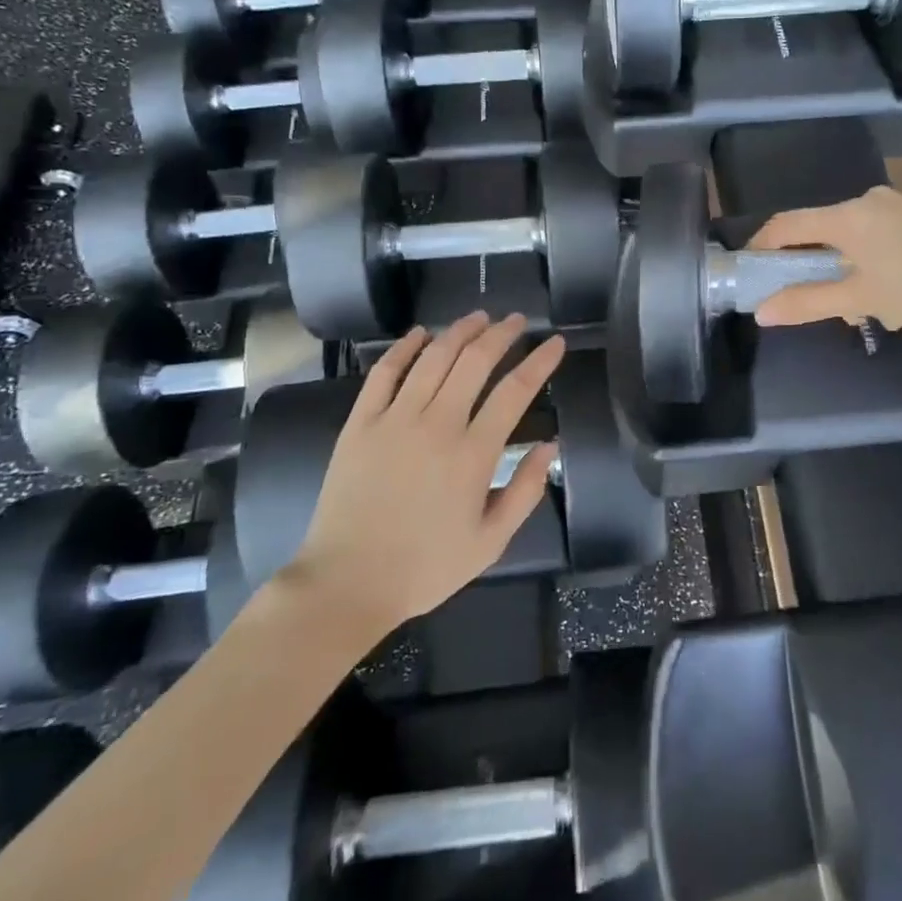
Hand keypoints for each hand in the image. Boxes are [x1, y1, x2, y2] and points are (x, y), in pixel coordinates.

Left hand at [290, 313, 565, 637]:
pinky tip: (420, 333)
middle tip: (515, 321)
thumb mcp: (490, 542)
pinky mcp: (360, 423)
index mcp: (473, 453)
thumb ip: (525, 491)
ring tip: (478, 317)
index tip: (554, 342)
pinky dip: (404, 348)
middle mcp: (437, 424)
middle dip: (500, 334)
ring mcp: (394, 419)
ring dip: (459, 331)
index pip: (515, 391)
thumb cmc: (425, 567)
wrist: (347, 583)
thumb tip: (549, 445)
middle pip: (475, 361)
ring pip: (433, 358)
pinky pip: (384, 373)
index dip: (540, 361)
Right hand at [747, 186, 901, 335]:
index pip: (788, 224)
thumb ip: (808, 303)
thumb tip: (762, 312)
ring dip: (855, 271)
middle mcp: (870, 201)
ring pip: (860, 237)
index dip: (763, 245)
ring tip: (877, 310)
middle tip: (830, 305)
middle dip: (821, 270)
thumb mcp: (862, 299)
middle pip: (826, 232)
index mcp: (847, 217)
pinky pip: (888, 235)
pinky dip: (881, 261)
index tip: (752, 268)